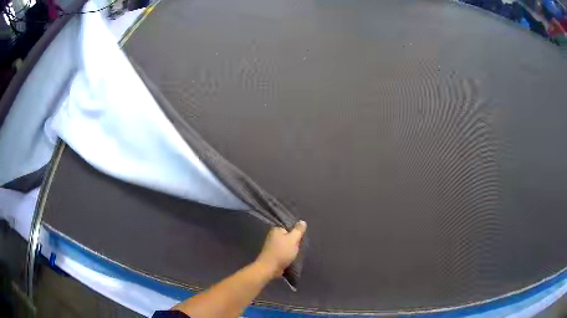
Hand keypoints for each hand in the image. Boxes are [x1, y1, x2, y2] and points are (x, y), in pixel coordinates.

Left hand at [255, 221, 306, 278]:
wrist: (270, 268)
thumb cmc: (282, 252)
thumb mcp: (293, 239)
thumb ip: (298, 230)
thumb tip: (302, 221)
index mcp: (276, 230)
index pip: (289, 227)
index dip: (296, 232)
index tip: (301, 238)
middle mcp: (272, 236)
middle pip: (288, 237)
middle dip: (294, 242)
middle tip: (300, 247)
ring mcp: (272, 246)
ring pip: (286, 245)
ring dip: (291, 249)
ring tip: (297, 253)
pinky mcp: (273, 254)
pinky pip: (283, 252)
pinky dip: (287, 255)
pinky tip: (292, 258)